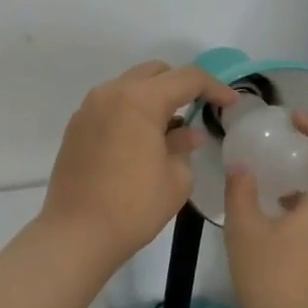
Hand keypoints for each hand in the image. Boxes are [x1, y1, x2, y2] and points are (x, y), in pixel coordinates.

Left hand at [40, 61, 237, 266]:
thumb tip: (188, 133)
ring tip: (170, 127)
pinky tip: (142, 140)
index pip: (186, 79)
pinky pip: (111, 105)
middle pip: (154, 73)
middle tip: (199, 109)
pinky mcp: (76, 127)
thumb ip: (184, 147)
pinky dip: (131, 111)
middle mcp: (111, 93)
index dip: (214, 87)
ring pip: (130, 86)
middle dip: (181, 86)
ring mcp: (89, 108)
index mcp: (139, 100)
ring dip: (153, 98)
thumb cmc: (133, 206)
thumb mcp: (175, 179)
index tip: (231, 103)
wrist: (76, 234)